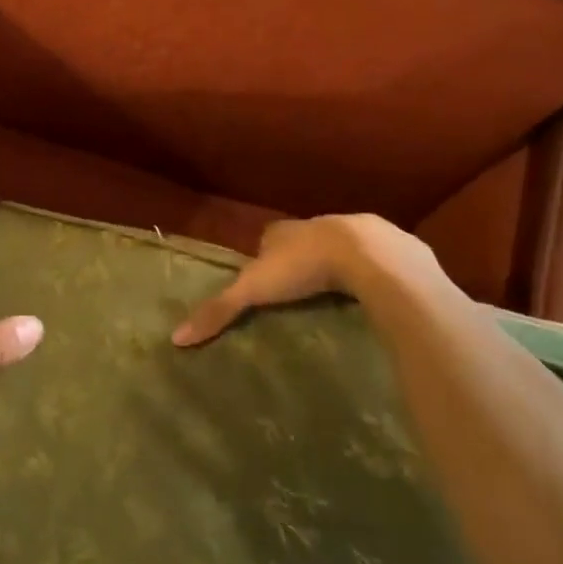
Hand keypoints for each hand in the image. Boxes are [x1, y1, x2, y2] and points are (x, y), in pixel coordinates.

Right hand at [171, 214, 431, 345]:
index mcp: (283, 231)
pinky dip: (367, 274)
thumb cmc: (304, 265)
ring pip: (338, 249)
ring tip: (331, 294)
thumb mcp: (254, 289)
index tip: (262, 278)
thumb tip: (176, 337)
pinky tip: (369, 293)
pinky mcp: (386, 249)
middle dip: (299, 259)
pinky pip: (372, 261)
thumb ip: (220, 310)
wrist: (369, 254)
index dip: (263, 255)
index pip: (267, 238)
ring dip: (334, 265)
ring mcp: (353, 235)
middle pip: (301, 242)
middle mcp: (315, 226)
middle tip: (296, 289)